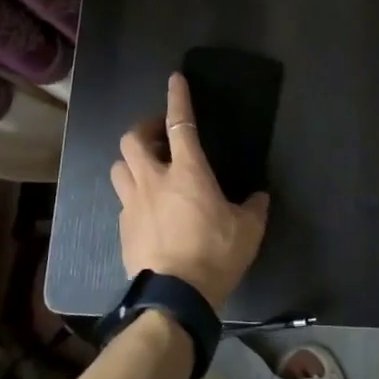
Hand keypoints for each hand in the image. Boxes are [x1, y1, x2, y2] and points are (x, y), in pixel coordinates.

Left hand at [110, 73, 269, 308]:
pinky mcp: (123, 228)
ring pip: (119, 167)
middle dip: (144, 129)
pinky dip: (134, 195)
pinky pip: (123, 200)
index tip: (174, 79)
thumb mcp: (248, 231)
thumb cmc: (215, 256)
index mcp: (188, 172)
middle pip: (133, 139)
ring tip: (148, 169)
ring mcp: (133, 204)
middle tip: (160, 136)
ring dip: (132, 161)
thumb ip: (254, 207)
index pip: (181, 123)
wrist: (175, 299)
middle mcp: (154, 180)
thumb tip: (258, 196)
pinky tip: (148, 209)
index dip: (178, 98)